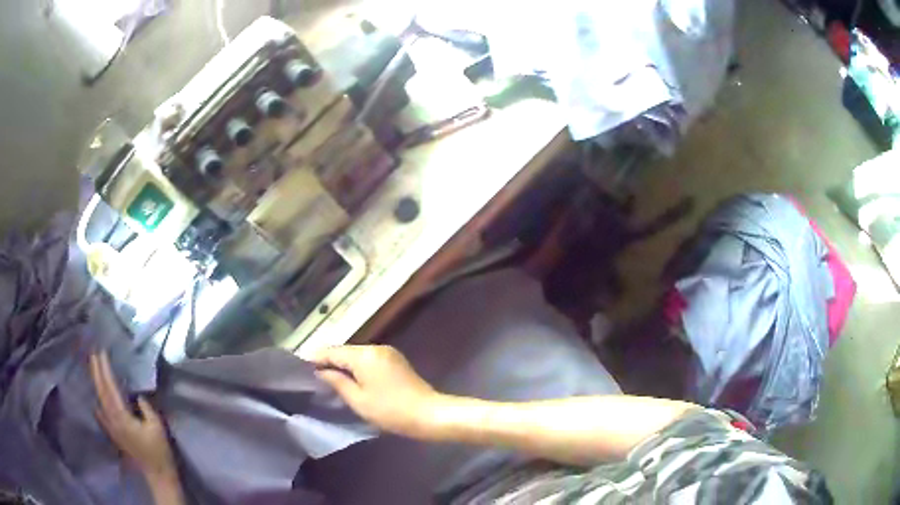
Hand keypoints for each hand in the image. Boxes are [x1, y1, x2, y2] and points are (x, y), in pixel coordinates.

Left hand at [89, 352, 176, 480]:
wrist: (157, 473)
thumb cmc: (159, 450)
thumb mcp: (157, 426)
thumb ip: (145, 407)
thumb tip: (137, 395)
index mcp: (122, 416)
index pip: (110, 387)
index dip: (105, 369)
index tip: (102, 352)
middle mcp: (112, 420)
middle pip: (101, 391)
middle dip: (96, 372)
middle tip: (93, 353)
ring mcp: (112, 428)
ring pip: (99, 400)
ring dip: (96, 383)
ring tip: (93, 369)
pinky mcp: (114, 434)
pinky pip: (101, 415)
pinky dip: (98, 404)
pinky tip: (95, 401)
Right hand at [310, 345, 444, 437]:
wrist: (429, 414)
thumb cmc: (390, 410)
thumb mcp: (358, 400)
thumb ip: (337, 382)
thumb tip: (320, 371)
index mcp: (364, 354)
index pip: (333, 351)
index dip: (316, 358)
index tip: (300, 367)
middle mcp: (376, 347)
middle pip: (345, 351)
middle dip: (329, 361)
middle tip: (312, 374)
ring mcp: (388, 353)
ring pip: (357, 355)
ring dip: (343, 364)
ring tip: (327, 377)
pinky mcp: (395, 361)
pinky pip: (369, 360)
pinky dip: (357, 367)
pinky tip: (349, 378)